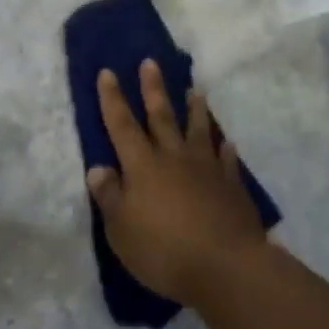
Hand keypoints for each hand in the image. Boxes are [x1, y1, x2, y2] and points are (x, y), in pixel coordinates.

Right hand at [87, 59, 266, 307]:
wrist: (226, 265)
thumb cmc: (165, 251)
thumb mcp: (121, 230)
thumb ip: (110, 197)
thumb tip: (97, 167)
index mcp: (143, 166)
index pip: (122, 126)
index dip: (113, 99)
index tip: (108, 72)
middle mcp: (174, 158)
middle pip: (161, 117)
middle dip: (153, 89)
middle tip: (151, 62)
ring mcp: (206, 169)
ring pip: (198, 130)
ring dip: (194, 109)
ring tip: (194, 90)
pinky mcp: (231, 185)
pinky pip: (226, 159)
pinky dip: (224, 148)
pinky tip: (227, 142)